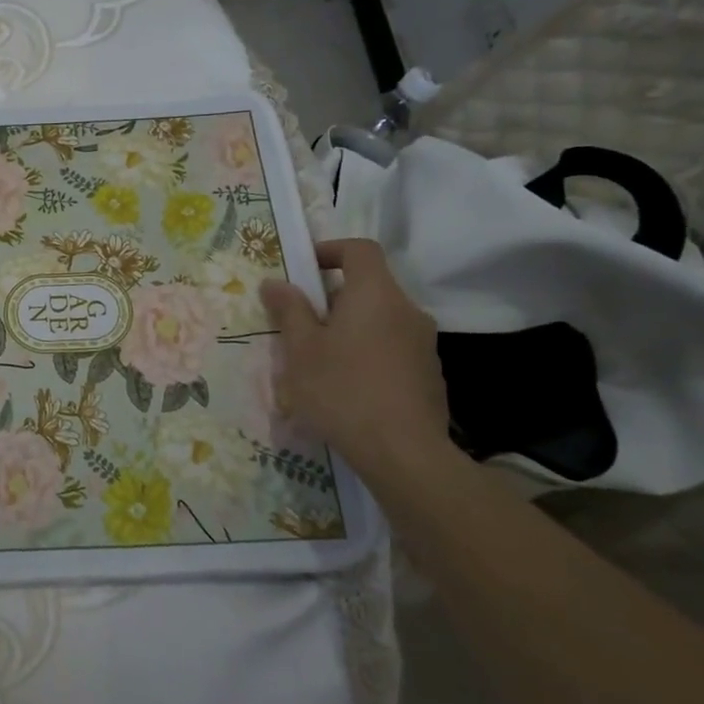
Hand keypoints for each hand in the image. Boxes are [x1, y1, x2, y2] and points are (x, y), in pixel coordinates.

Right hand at [259, 239, 448, 470]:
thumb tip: (275, 282)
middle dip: (332, 298)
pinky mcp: (429, 375)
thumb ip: (289, 310)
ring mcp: (424, 344)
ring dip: (349, 328)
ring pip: (380, 320)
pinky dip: (367, 353)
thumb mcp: (301, 349)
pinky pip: (392, 348)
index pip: (360, 249)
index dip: (330, 250)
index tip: (304, 269)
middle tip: (300, 324)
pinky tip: (347, 387)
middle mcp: (407, 311)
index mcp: (376, 294)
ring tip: (319, 361)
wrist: (404, 453)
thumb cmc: (343, 390)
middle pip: (369, 287)